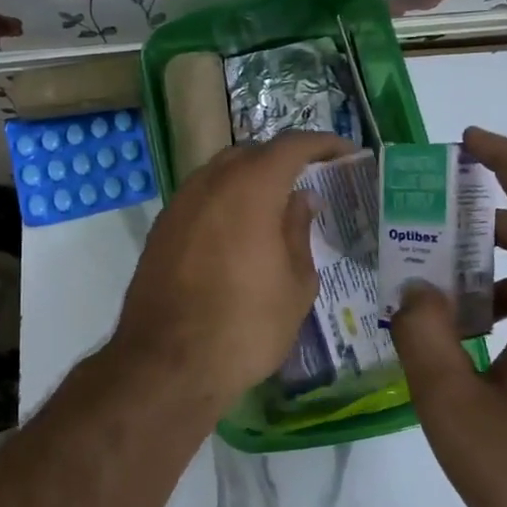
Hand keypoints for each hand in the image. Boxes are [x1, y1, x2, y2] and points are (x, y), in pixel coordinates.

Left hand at [109, 131, 352, 421]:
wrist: (168, 363)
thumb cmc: (246, 326)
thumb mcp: (295, 284)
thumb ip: (299, 231)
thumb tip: (300, 199)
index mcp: (249, 188)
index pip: (291, 145)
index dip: (323, 144)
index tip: (346, 153)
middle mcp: (209, 184)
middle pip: (250, 154)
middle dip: (282, 160)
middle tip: (309, 182)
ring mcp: (178, 205)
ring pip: (219, 174)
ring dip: (249, 180)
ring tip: (274, 208)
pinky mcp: (160, 230)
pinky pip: (199, 200)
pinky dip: (223, 202)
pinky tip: (237, 233)